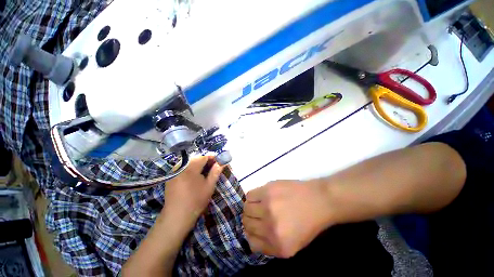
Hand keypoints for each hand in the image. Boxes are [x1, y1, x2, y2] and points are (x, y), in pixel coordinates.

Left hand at [163, 156, 223, 228]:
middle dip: (206, 162)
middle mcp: (181, 166)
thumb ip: (216, 171)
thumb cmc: (196, 200)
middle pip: (196, 159)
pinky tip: (194, 178)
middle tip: (213, 170)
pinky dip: (191, 169)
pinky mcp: (171, 176)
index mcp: (190, 167)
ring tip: (205, 174)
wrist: (177, 216)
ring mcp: (174, 171)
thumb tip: (223, 161)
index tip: (219, 163)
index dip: (213, 158)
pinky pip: (184, 168)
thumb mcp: (209, 185)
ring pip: (190, 163)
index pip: (204, 157)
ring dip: (199, 166)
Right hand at [242, 180, 331, 257]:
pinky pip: (249, 195)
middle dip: (249, 220)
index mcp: (278, 246)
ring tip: (258, 204)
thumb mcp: (292, 245)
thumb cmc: (308, 223)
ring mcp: (268, 207)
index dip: (251, 234)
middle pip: (246, 223)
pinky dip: (252, 197)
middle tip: (256, 214)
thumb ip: (270, 245)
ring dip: (250, 207)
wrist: (319, 201)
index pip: (251, 242)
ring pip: (246, 208)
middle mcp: (270, 227)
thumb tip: (251, 236)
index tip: (254, 227)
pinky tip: (261, 196)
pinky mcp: (267, 191)